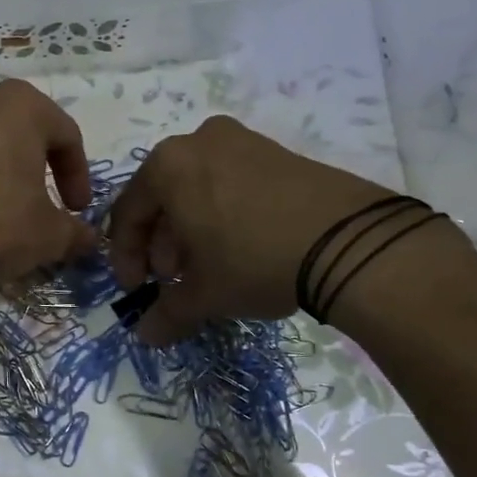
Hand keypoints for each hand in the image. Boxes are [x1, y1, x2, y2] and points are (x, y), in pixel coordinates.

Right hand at [106, 116, 469, 343]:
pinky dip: (222, 215)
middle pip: (162, 198)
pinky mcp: (277, 151)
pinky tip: (236, 248)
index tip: (136, 290)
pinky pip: (230, 183)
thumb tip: (146, 336)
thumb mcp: (205, 293)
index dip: (126, 258)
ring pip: (197, 190)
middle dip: (161, 244)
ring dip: (190, 231)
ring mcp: (242, 141)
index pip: (127, 214)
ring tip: (204, 268)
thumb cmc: (253, 259)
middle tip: (171, 280)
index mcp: (167, 165)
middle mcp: (198, 142)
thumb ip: (167, 313)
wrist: (350, 241)